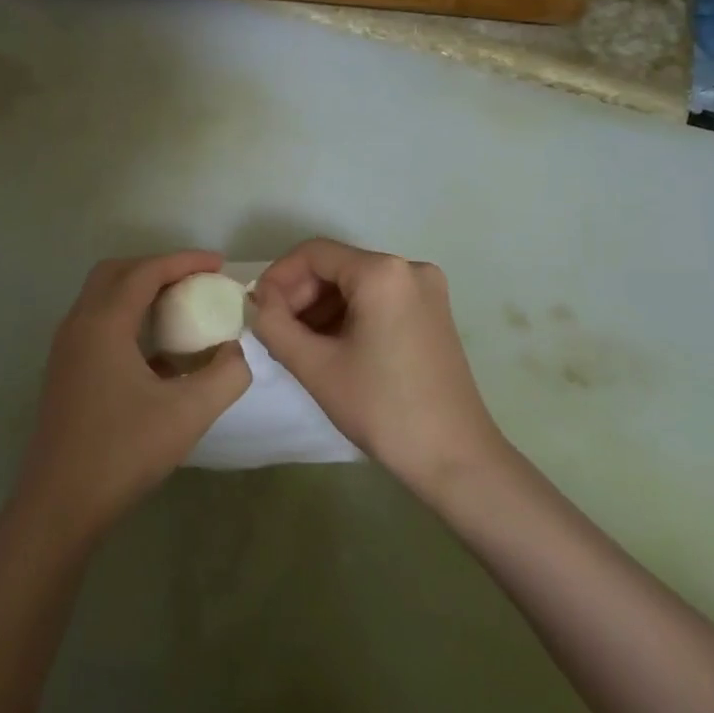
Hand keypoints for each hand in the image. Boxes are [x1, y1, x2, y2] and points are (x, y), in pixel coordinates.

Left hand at [14, 252, 250, 543]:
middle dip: (158, 268)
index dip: (184, 261)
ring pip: (102, 297)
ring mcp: (66, 348)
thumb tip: (238, 352)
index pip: (146, 271)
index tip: (219, 264)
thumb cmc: (123, 452)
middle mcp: (78, 324)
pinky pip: (97, 323)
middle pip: (117, 273)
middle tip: (196, 281)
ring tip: (180, 308)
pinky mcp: (65, 370)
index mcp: (103, 323)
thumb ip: (226, 375)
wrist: (60, 504)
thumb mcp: (188, 414)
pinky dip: (127, 318)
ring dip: (140, 292)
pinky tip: (156, 353)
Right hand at [251, 239, 506, 495]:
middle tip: (276, 331)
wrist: (455, 458)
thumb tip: (260, 301)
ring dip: (321, 308)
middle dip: (300, 295)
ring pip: (356, 284)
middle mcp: (410, 268)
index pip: (314, 254)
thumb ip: (275, 324)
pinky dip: (349, 316)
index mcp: (383, 272)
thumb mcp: (315, 366)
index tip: (257, 309)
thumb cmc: (382, 408)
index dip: (278, 277)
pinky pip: (378, 299)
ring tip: (298, 345)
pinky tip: (331, 347)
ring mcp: (427, 290)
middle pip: (336, 266)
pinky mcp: (433, 313)